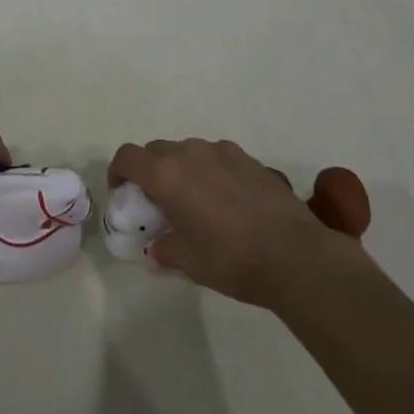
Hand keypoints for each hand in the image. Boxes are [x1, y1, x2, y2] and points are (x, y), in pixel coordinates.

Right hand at [108, 137, 374, 310]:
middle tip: (158, 201)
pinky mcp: (248, 157)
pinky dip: (211, 171)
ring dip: (182, 169)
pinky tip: (227, 200)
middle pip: (157, 150)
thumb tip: (155, 250)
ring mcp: (221, 151)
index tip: (122, 190)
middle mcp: (190, 152)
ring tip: (195, 201)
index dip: (118, 170)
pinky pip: (216, 157)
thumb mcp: (189, 263)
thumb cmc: (232, 260)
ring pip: (188, 151)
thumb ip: (165, 251)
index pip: (128, 156)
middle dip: (150, 171)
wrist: (295, 254)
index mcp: (166, 175)